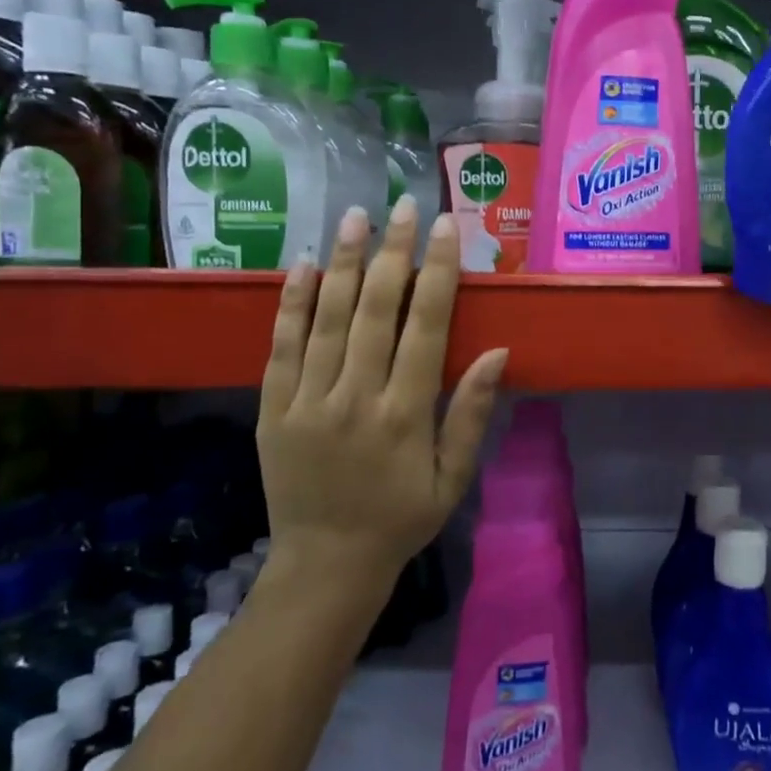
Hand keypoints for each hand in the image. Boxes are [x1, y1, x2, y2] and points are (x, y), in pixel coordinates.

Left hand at [256, 196, 508, 595]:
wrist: (325, 565)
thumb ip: (471, 413)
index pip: (426, 327)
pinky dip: (291, 304)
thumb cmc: (402, 519)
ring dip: (341, 262)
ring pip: (326, 319)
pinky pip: (280, 348)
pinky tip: (301, 265)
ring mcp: (307, 402)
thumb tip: (497, 352)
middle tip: (401, 205)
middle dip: (391, 252)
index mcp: (405, 415)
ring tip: (354, 216)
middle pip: (374, 310)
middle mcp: (354, 399)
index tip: (445, 228)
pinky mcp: (272, 410)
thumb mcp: (453, 477)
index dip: (437, 273)